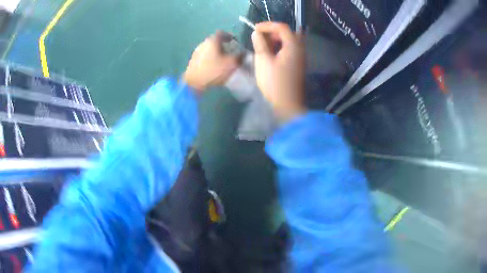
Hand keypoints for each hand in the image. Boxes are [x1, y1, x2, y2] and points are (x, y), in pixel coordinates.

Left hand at [183, 31, 240, 91]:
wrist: (194, 83)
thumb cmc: (213, 70)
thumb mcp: (231, 64)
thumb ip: (240, 57)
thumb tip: (244, 53)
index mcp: (212, 40)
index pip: (222, 33)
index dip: (230, 36)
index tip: (235, 42)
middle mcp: (203, 43)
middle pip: (215, 41)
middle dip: (223, 45)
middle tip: (230, 52)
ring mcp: (197, 51)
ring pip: (209, 48)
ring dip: (216, 52)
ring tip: (222, 60)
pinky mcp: (193, 60)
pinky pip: (204, 55)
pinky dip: (210, 58)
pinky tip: (214, 65)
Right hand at [252, 22, 305, 121]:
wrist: (288, 105)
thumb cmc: (275, 83)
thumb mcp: (263, 61)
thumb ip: (260, 44)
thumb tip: (257, 33)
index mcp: (293, 46)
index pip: (282, 27)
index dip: (267, 25)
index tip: (255, 29)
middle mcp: (300, 49)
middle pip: (287, 33)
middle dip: (272, 32)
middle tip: (259, 38)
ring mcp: (300, 57)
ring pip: (288, 42)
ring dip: (275, 40)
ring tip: (262, 46)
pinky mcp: (297, 65)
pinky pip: (289, 50)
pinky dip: (279, 48)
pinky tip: (269, 55)